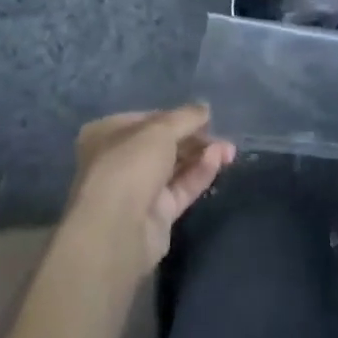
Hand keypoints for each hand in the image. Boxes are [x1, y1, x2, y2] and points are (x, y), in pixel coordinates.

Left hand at [65, 105, 236, 280]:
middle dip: (194, 138)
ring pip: (175, 167)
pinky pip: (181, 188)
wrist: (117, 229)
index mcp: (108, 133)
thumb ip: (186, 117)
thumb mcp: (161, 129)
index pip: (148, 119)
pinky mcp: (156, 215)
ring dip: (202, 155)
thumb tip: (205, 109)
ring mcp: (138, 189)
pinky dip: (200, 173)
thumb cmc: (129, 164)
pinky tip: (218, 160)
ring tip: (229, 149)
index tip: (204, 116)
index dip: (176, 116)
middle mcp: (120, 160)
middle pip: (164, 144)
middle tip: (222, 135)